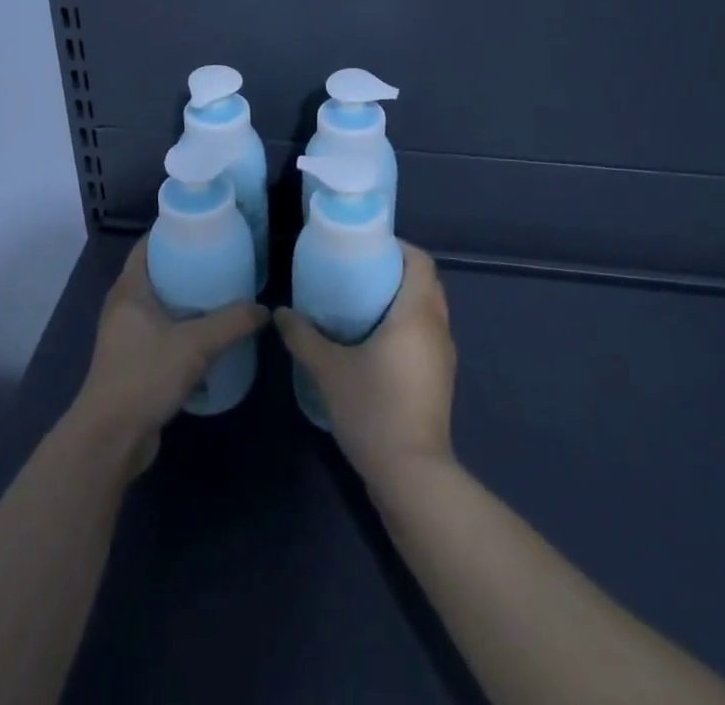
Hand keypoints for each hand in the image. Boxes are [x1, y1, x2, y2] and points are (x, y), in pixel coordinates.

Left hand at [69, 237, 267, 474]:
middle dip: (186, 266)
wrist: (111, 438)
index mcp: (129, 290)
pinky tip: (209, 336)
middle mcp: (123, 307)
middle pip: (156, 274)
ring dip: (185, 301)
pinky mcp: (133, 363)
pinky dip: (182, 329)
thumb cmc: (145, 375)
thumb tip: (263, 310)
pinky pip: (160, 333)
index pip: (147, 245)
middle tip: (221, 260)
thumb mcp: (195, 344)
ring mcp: (125, 337)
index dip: (171, 232)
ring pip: (159, 306)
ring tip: (221, 294)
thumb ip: (231, 323)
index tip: (202, 227)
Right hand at [275, 244, 455, 486]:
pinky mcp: (440, 380)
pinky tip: (374, 343)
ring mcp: (443, 356)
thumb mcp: (329, 369)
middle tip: (357, 273)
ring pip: (427, 311)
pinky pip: (426, 336)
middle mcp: (437, 327)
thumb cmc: (373, 409)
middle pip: (425, 283)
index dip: (397, 247)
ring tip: (362, 304)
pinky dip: (406, 326)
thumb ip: (303, 336)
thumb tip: (281, 312)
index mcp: (417, 313)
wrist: (412, 476)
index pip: (421, 261)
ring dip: (402, 301)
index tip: (366, 248)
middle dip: (395, 272)